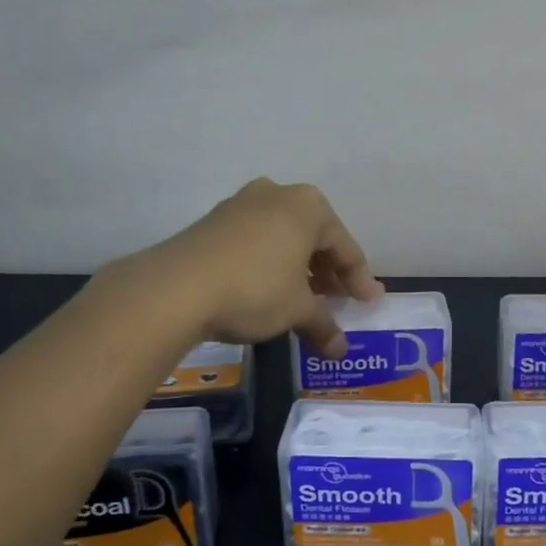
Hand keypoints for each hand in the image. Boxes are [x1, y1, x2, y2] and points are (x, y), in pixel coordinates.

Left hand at [121, 179, 381, 354]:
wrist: (177, 287)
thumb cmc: (255, 288)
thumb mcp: (296, 310)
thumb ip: (323, 325)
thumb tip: (340, 350)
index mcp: (308, 206)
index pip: (345, 246)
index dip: (359, 279)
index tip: (368, 302)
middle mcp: (277, 195)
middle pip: (314, 237)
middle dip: (327, 271)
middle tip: (336, 301)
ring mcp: (242, 204)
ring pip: (283, 237)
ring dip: (298, 268)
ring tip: (303, 300)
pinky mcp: (214, 221)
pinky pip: (256, 241)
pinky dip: (270, 264)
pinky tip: (268, 290)